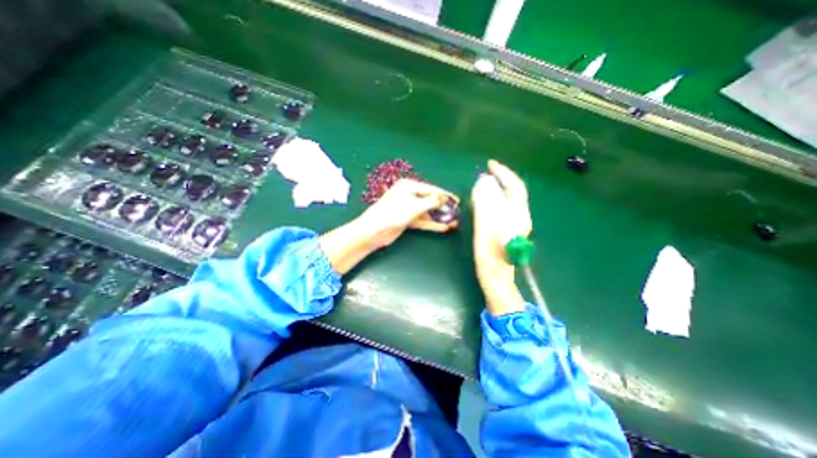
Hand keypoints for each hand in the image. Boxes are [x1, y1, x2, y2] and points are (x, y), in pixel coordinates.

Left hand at [321, 178, 458, 275]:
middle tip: (457, 212)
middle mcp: (408, 195)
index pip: (431, 189)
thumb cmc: (394, 213)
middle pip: (430, 200)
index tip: (457, 200)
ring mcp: (407, 208)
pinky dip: (432, 224)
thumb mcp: (415, 205)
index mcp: (408, 186)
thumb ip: (431, 202)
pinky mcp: (406, 220)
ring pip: (427, 212)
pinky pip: (422, 220)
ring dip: (439, 217)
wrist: (374, 230)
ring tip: (454, 221)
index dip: (445, 195)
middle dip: (443, 207)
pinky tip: (444, 228)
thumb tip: (444, 199)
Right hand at [472, 160, 530, 314]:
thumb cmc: (490, 255)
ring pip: (508, 200)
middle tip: (486, 172)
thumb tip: (483, 182)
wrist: (497, 278)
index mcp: (517, 215)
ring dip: (498, 188)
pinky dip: (495, 199)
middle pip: (513, 192)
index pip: (514, 187)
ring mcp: (516, 224)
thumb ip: (486, 204)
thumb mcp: (486, 228)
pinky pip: (503, 208)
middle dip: (501, 179)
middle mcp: (520, 217)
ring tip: (484, 183)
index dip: (503, 173)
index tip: (490, 164)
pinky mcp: (509, 230)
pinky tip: (485, 201)